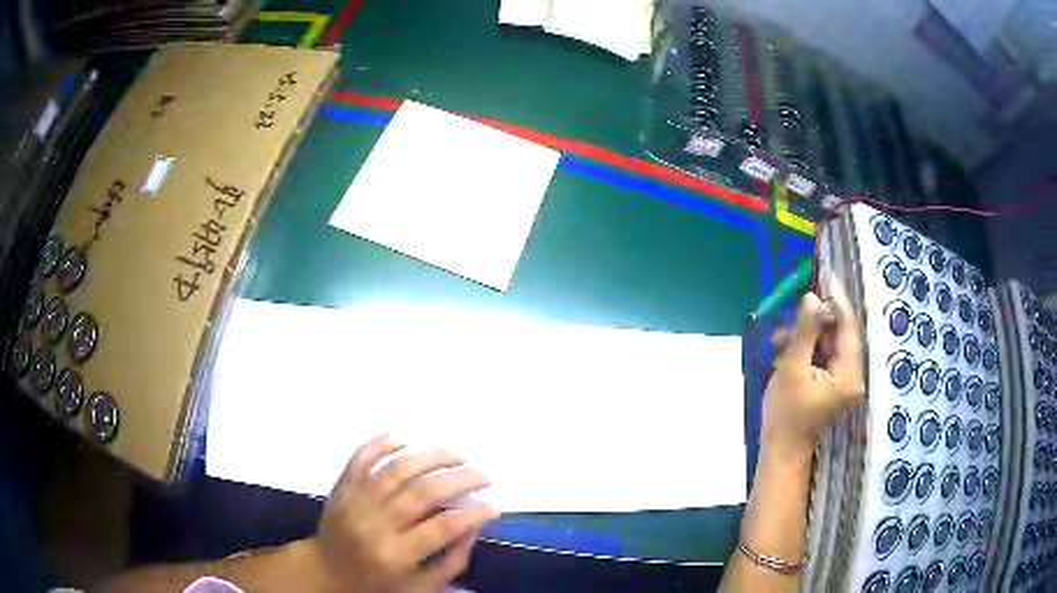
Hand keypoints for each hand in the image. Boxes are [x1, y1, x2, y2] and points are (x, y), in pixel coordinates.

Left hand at [309, 435, 499, 592]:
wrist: (324, 571)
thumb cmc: (375, 584)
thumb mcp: (419, 587)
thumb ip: (450, 562)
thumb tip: (473, 526)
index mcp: (394, 554)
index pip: (441, 528)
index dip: (473, 514)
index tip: (495, 505)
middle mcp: (373, 524)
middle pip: (421, 493)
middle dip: (459, 479)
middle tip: (484, 474)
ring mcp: (354, 501)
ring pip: (395, 469)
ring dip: (430, 457)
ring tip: (457, 455)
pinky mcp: (341, 486)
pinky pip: (360, 457)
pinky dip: (381, 444)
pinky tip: (404, 439)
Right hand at [762, 273, 864, 457]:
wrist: (781, 451)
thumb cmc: (785, 415)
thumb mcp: (792, 368)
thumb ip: (805, 331)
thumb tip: (812, 297)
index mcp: (849, 374)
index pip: (848, 327)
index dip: (837, 299)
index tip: (826, 275)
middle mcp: (853, 375)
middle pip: (839, 334)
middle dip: (814, 323)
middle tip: (790, 317)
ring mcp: (844, 381)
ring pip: (829, 343)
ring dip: (805, 337)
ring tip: (778, 341)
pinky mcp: (834, 384)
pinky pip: (824, 356)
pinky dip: (806, 350)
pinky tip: (785, 352)